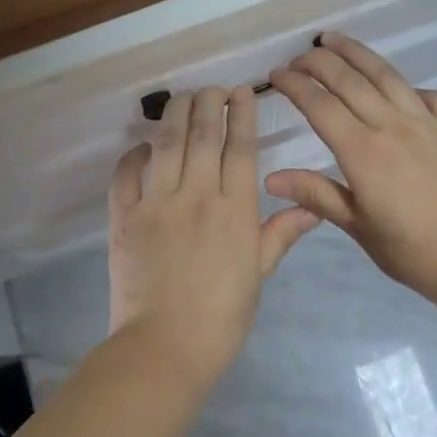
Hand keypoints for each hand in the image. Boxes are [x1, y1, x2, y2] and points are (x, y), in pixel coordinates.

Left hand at [107, 86, 321, 384]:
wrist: (165, 347)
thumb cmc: (222, 317)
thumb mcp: (258, 275)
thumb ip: (280, 235)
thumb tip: (312, 208)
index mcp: (235, 210)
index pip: (240, 148)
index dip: (241, 114)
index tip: (241, 91)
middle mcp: (197, 196)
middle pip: (202, 135)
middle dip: (208, 103)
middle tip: (211, 88)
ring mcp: (157, 204)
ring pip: (167, 144)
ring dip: (175, 115)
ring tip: (182, 98)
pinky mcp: (124, 218)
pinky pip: (126, 175)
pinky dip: (133, 155)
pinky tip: (142, 146)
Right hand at [266, 35, 436, 309]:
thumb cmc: (411, 251)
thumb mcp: (357, 226)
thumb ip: (315, 194)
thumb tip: (271, 178)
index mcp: (363, 151)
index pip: (319, 105)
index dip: (294, 85)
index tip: (275, 75)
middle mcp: (392, 125)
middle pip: (350, 80)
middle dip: (319, 62)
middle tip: (299, 56)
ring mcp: (428, 123)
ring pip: (387, 76)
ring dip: (357, 53)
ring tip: (335, 40)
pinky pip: (429, 96)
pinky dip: (407, 86)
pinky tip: (399, 88)